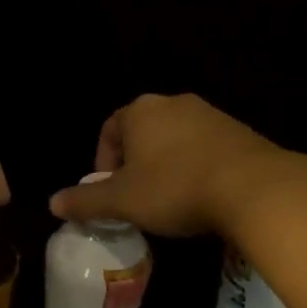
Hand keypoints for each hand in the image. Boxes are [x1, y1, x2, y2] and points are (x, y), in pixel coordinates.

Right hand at [47, 94, 283, 238]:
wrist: (253, 187)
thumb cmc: (174, 188)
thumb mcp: (122, 201)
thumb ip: (85, 201)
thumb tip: (52, 204)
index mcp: (141, 111)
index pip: (109, 129)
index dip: (103, 160)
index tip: (108, 190)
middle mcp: (173, 103)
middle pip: (142, 132)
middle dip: (134, 164)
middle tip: (135, 197)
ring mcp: (210, 115)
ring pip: (174, 139)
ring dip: (164, 165)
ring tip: (168, 199)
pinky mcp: (238, 132)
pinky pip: (204, 148)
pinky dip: (194, 167)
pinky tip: (200, 195)